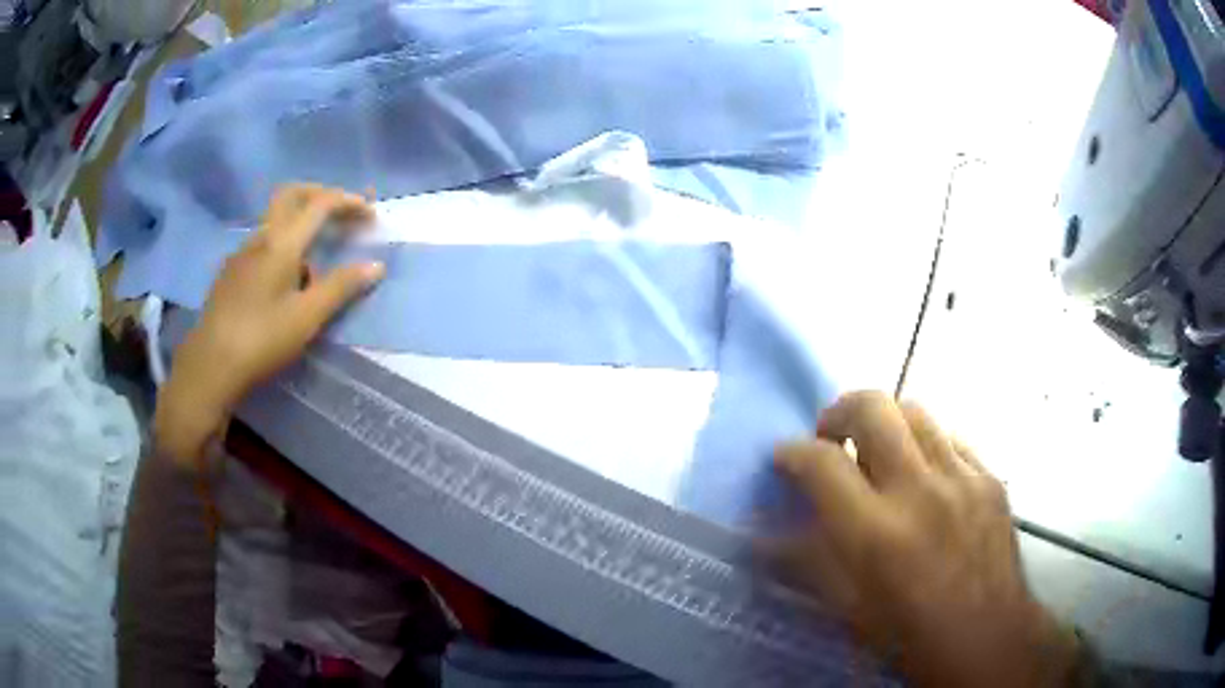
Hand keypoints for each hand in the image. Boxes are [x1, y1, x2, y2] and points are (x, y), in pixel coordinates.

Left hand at [154, 184, 383, 465]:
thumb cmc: (261, 340)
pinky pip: (263, 242)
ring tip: (317, 262)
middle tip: (343, 214)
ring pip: (276, 219)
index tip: (371, 217)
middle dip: (321, 195)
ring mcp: (241, 253)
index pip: (320, 204)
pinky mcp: (231, 272)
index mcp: (281, 243)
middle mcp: (260, 237)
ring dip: (301, 223)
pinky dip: (284, 244)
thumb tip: (375, 265)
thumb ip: (341, 288)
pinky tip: (286, 281)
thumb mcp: (307, 318)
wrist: (209, 366)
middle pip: (292, 194)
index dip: (349, 203)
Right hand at [773, 392, 1079, 686]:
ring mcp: (962, 478)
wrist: (987, 640)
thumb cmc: (909, 636)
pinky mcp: (991, 478)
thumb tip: (764, 535)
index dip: (792, 453)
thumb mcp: (848, 611)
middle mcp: (920, 492)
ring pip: (915, 410)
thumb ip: (807, 562)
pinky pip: (951, 437)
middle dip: (840, 411)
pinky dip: (926, 444)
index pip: (822, 464)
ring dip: (886, 422)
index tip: (785, 457)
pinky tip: (925, 473)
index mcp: (876, 534)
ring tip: (879, 450)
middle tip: (832, 436)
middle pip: (873, 408)